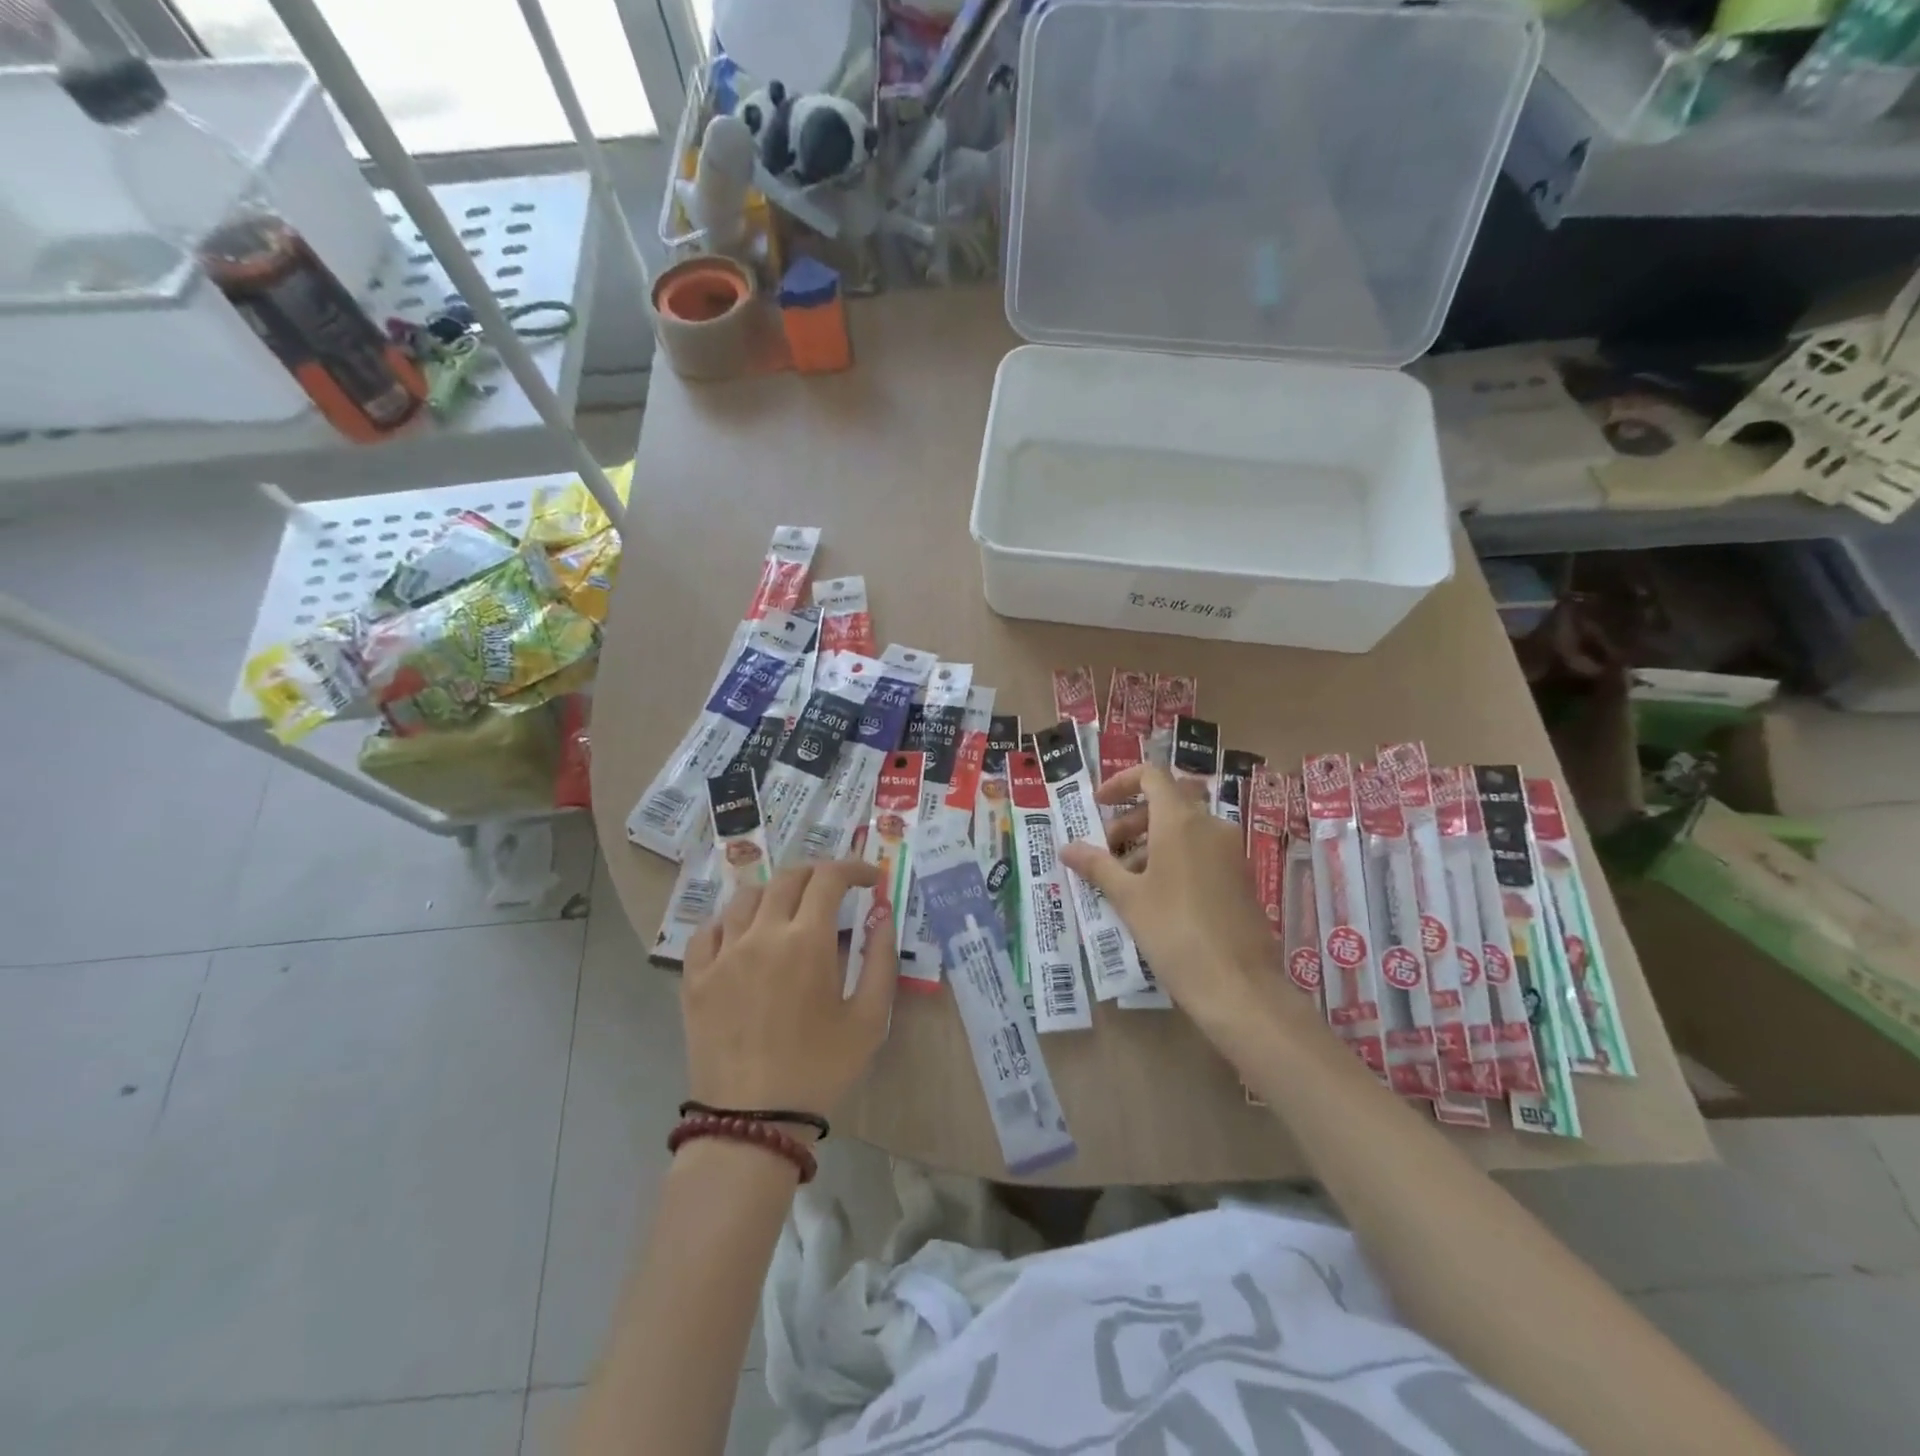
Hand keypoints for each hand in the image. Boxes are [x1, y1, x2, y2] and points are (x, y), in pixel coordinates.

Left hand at [682, 859, 897, 1126]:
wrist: (753, 1121)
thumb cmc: (820, 1069)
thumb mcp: (870, 1019)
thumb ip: (880, 959)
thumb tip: (882, 915)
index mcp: (806, 940)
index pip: (828, 878)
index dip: (852, 868)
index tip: (869, 878)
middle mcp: (761, 933)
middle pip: (788, 878)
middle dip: (817, 874)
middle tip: (835, 890)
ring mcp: (723, 953)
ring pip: (746, 897)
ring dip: (775, 893)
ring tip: (790, 911)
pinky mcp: (695, 976)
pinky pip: (709, 929)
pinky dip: (731, 921)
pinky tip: (744, 936)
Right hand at [1059, 765, 1277, 1024]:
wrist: (1238, 985)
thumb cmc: (1174, 932)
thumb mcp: (1128, 898)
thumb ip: (1096, 866)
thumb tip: (1066, 847)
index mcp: (1181, 821)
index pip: (1152, 775)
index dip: (1121, 782)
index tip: (1098, 805)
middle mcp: (1210, 826)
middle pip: (1167, 801)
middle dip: (1132, 818)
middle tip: (1107, 849)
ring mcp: (1230, 851)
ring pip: (1184, 828)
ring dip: (1150, 841)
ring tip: (1124, 879)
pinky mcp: (1239, 877)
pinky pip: (1201, 850)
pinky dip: (1174, 857)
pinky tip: (1154, 896)